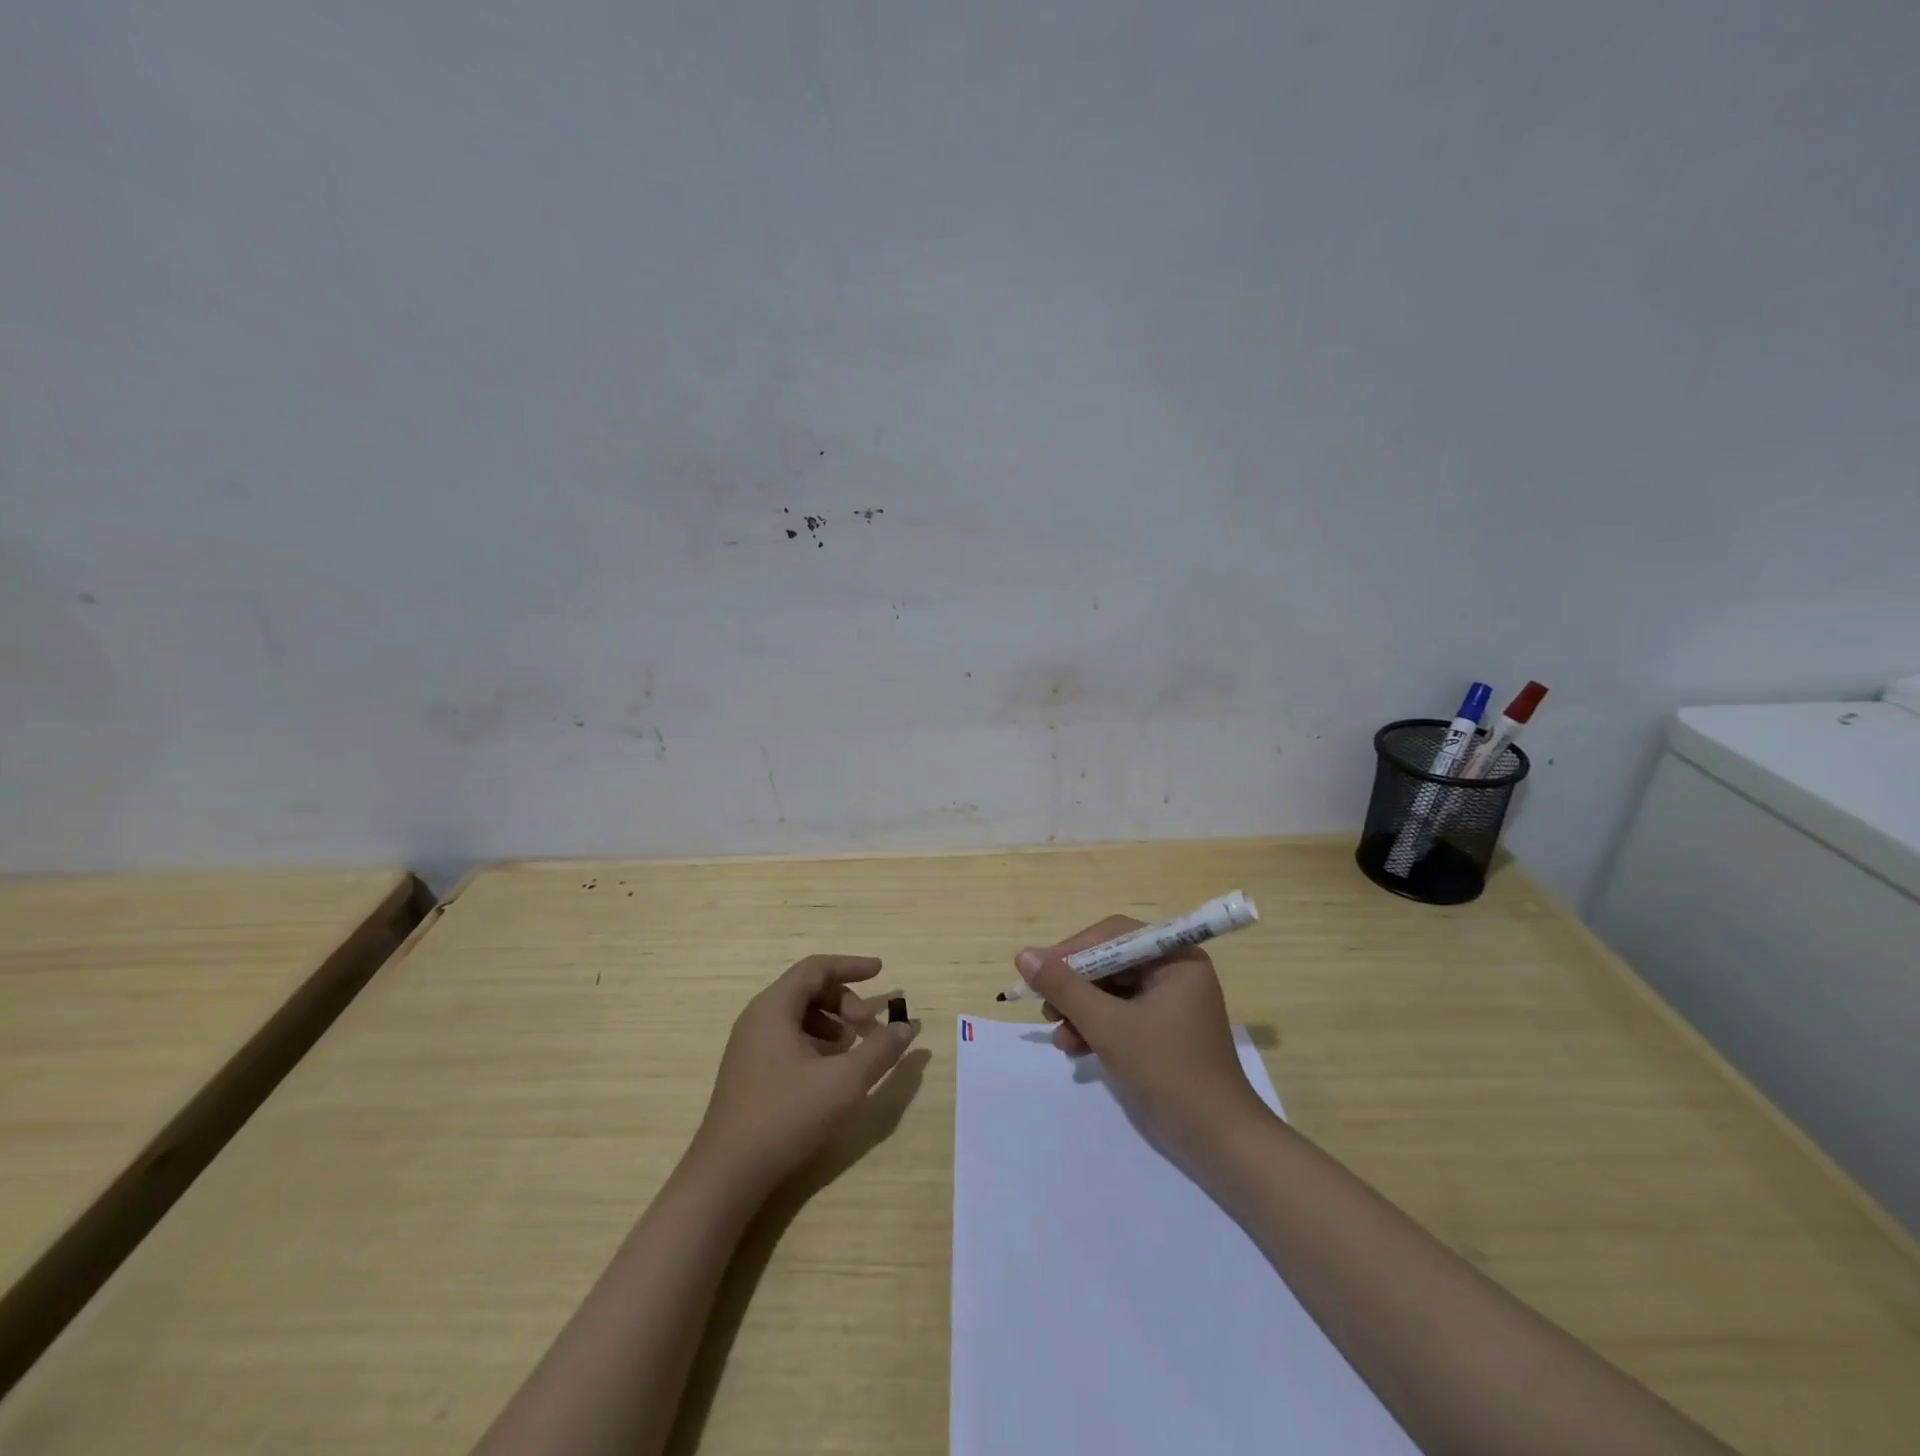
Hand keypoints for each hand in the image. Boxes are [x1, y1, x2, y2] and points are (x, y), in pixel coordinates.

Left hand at [690, 955, 918, 1195]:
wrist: (726, 1176)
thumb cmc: (785, 1117)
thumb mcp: (844, 1082)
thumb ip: (880, 1050)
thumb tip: (906, 1027)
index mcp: (773, 1008)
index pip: (816, 968)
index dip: (851, 966)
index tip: (881, 972)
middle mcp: (758, 1018)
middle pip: (809, 990)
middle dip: (846, 1003)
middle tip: (870, 1029)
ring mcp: (749, 1046)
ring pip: (799, 1016)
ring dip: (833, 1024)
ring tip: (854, 1052)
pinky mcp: (749, 1072)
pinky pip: (788, 1039)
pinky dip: (816, 1043)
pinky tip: (831, 1073)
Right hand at [1016, 918, 1268, 1157]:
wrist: (1219, 1142)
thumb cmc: (1167, 1072)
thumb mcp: (1108, 1026)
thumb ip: (1064, 988)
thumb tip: (1023, 955)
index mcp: (1175, 958)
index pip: (1113, 936)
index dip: (1072, 951)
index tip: (1038, 973)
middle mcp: (1175, 971)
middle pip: (1110, 962)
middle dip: (1075, 988)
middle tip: (1046, 1009)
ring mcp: (1171, 1002)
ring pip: (1111, 991)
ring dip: (1081, 1011)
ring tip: (1060, 1037)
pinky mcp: (1164, 1030)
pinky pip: (1121, 1014)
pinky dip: (1097, 1027)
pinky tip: (1076, 1048)